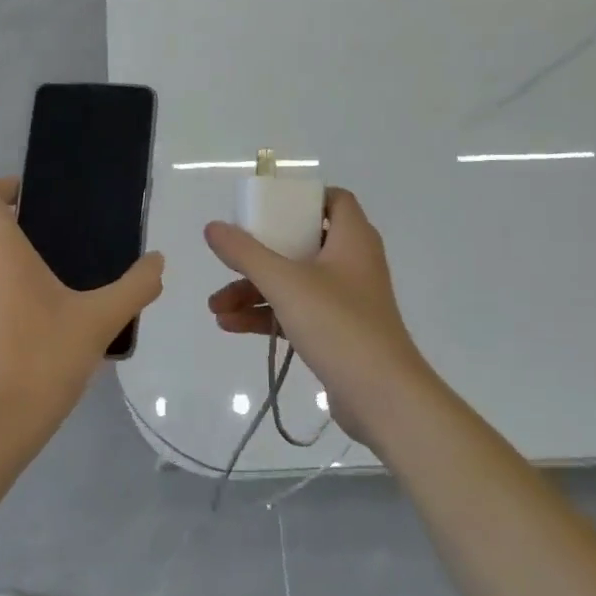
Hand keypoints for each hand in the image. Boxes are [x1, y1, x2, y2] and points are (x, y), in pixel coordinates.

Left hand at [0, 178, 164, 449]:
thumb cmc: (43, 359)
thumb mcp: (100, 321)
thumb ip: (135, 286)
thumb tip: (157, 262)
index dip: (7, 186)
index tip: (37, 196)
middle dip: (32, 241)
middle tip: (76, 257)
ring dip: (23, 279)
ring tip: (67, 301)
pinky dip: (11, 308)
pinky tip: (45, 339)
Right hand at [204, 188, 435, 445]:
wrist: (382, 396)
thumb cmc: (338, 325)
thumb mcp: (285, 283)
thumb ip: (246, 253)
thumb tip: (213, 227)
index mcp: (352, 239)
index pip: (334, 200)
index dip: (302, 199)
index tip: (267, 208)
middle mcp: (353, 264)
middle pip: (302, 243)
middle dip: (259, 255)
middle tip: (229, 259)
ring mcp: (346, 300)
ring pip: (293, 282)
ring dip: (254, 290)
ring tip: (215, 307)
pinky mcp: (338, 332)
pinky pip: (296, 312)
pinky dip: (267, 315)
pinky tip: (231, 325)